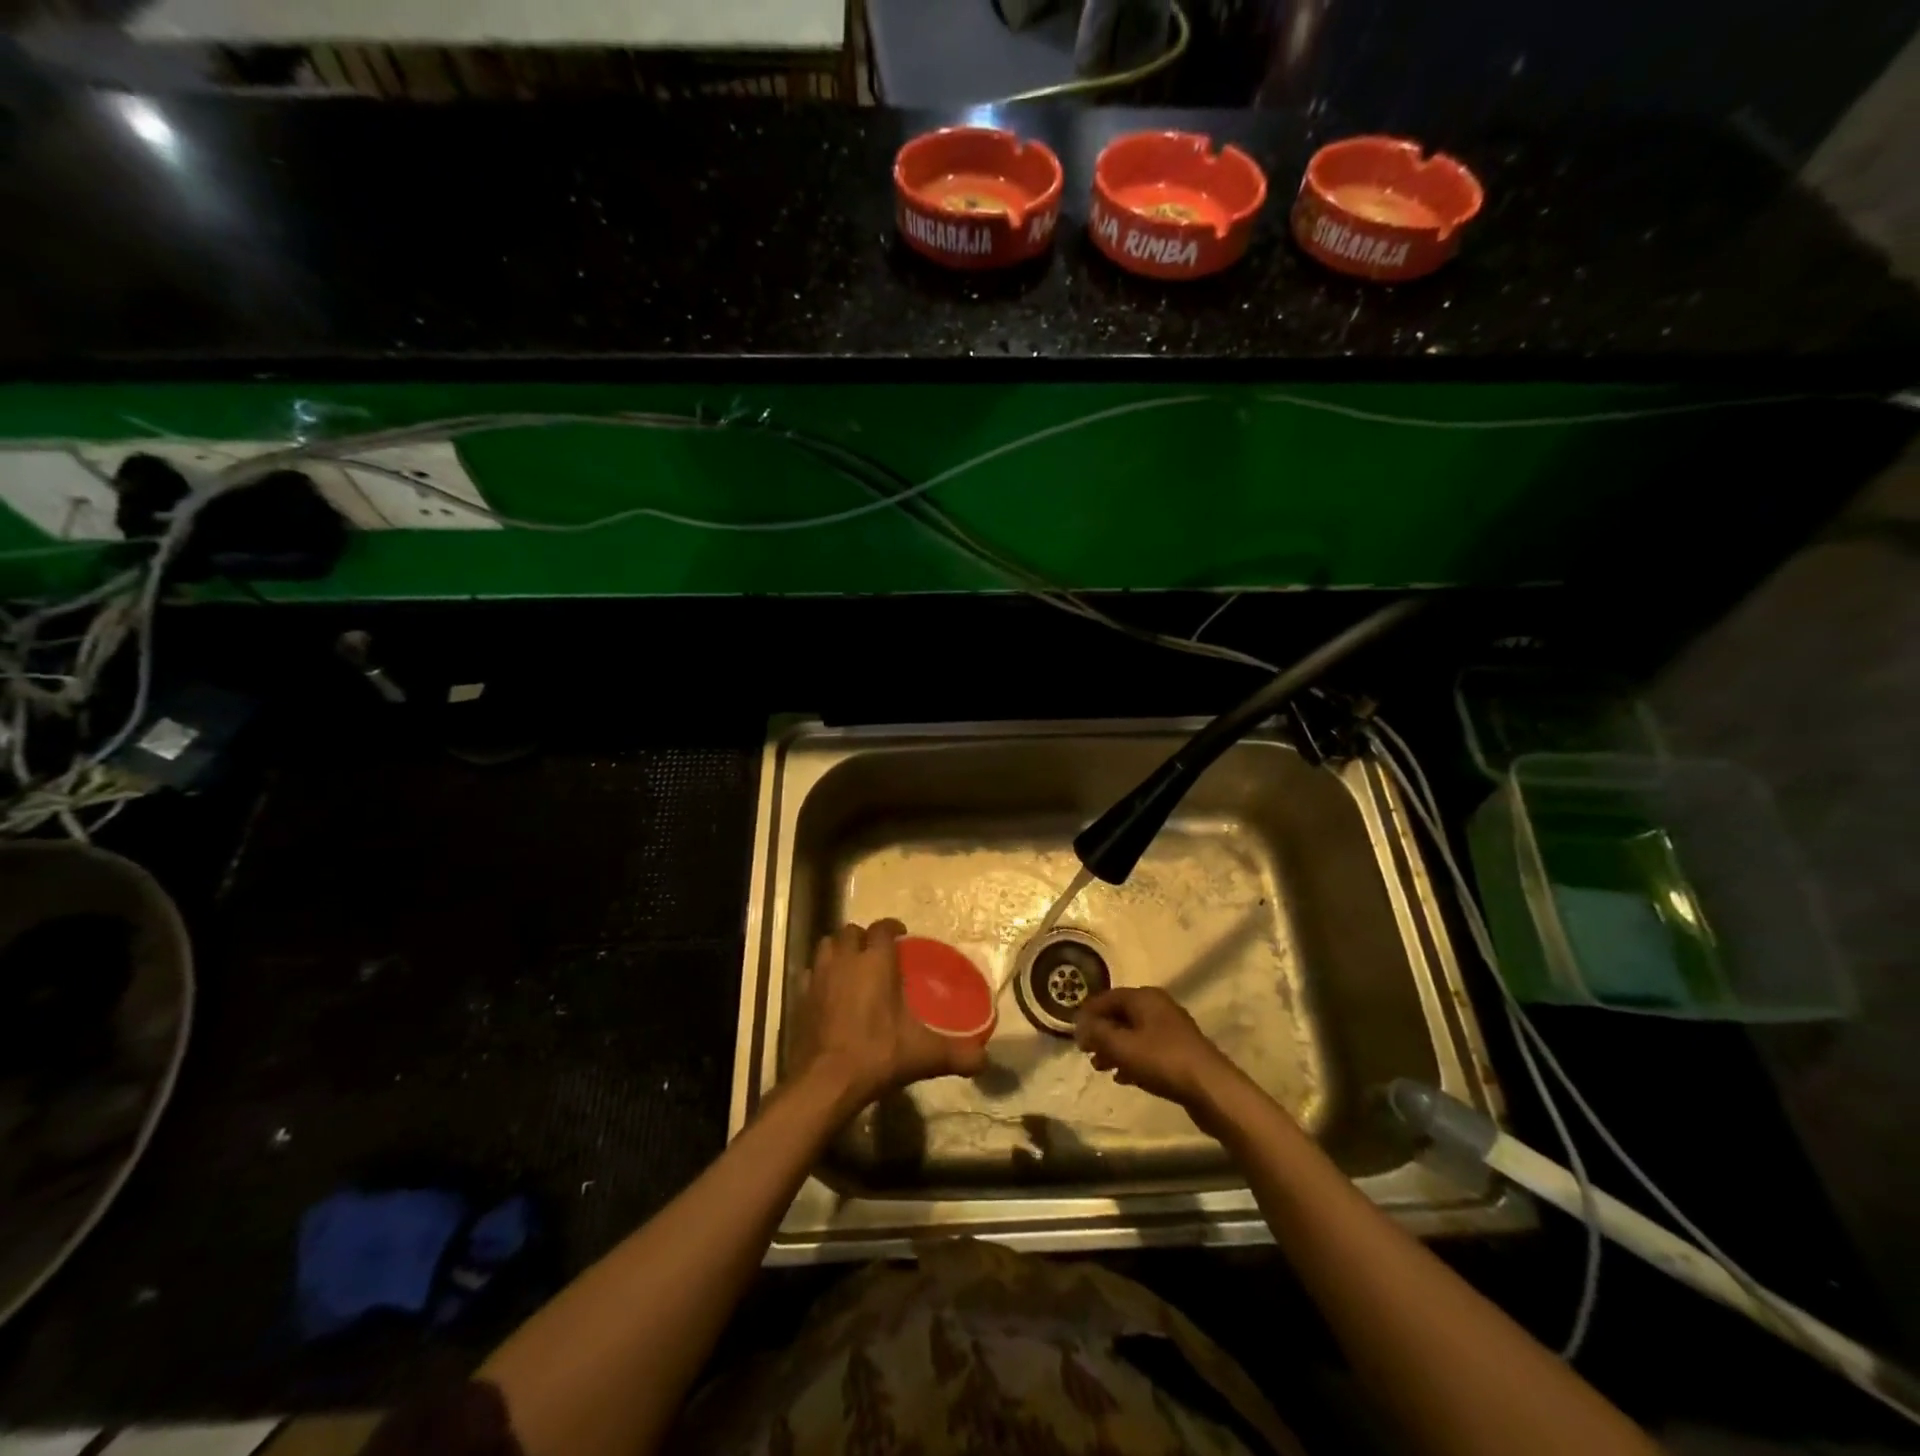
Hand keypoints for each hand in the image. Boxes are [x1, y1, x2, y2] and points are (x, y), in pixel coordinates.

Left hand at [791, 920, 986, 1113]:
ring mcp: (819, 977)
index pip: (883, 928)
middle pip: (851, 932)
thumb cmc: (877, 1054)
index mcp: (876, 961)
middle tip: (876, 953)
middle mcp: (846, 960)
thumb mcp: (924, 1054)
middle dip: (863, 937)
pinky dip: (819, 975)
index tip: (901, 936)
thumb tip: (986, 1061)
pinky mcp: (800, 997)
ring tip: (850, 965)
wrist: (825, 1081)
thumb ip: (957, 1054)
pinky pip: (810, 973)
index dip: (892, 928)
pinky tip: (827, 991)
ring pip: (827, 946)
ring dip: (839, 949)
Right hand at [1074, 986, 1239, 1110]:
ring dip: (1114, 1048)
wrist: (1210, 1088)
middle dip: (1101, 1033)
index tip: (1073, 1033)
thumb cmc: (1162, 1061)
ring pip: (1133, 1033)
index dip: (1088, 1014)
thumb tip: (1080, 1025)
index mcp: (1144, 998)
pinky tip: (1123, 1077)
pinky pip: (1147, 1049)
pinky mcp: (1179, 1051)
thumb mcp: (1122, 1046)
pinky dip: (1131, 1059)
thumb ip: (1097, 1033)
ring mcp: (1171, 1029)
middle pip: (1121, 1015)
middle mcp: (1158, 1007)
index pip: (1107, 998)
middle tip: (1085, 1052)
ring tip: (1100, 1067)